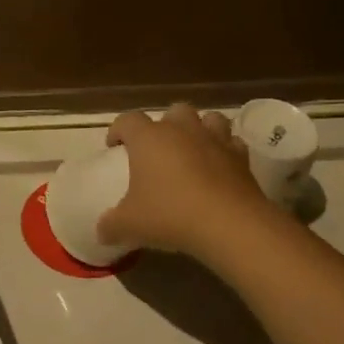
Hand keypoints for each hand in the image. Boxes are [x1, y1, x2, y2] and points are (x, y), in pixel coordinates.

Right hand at [98, 104, 267, 261]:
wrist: (229, 225)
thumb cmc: (170, 215)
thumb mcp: (129, 225)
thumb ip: (110, 225)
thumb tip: (101, 231)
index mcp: (149, 138)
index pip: (127, 120)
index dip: (117, 131)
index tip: (114, 147)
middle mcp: (182, 130)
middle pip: (172, 111)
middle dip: (164, 125)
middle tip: (158, 149)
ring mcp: (215, 139)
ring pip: (208, 118)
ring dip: (199, 129)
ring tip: (192, 150)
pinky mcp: (242, 156)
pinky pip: (232, 143)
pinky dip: (224, 150)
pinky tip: (219, 167)